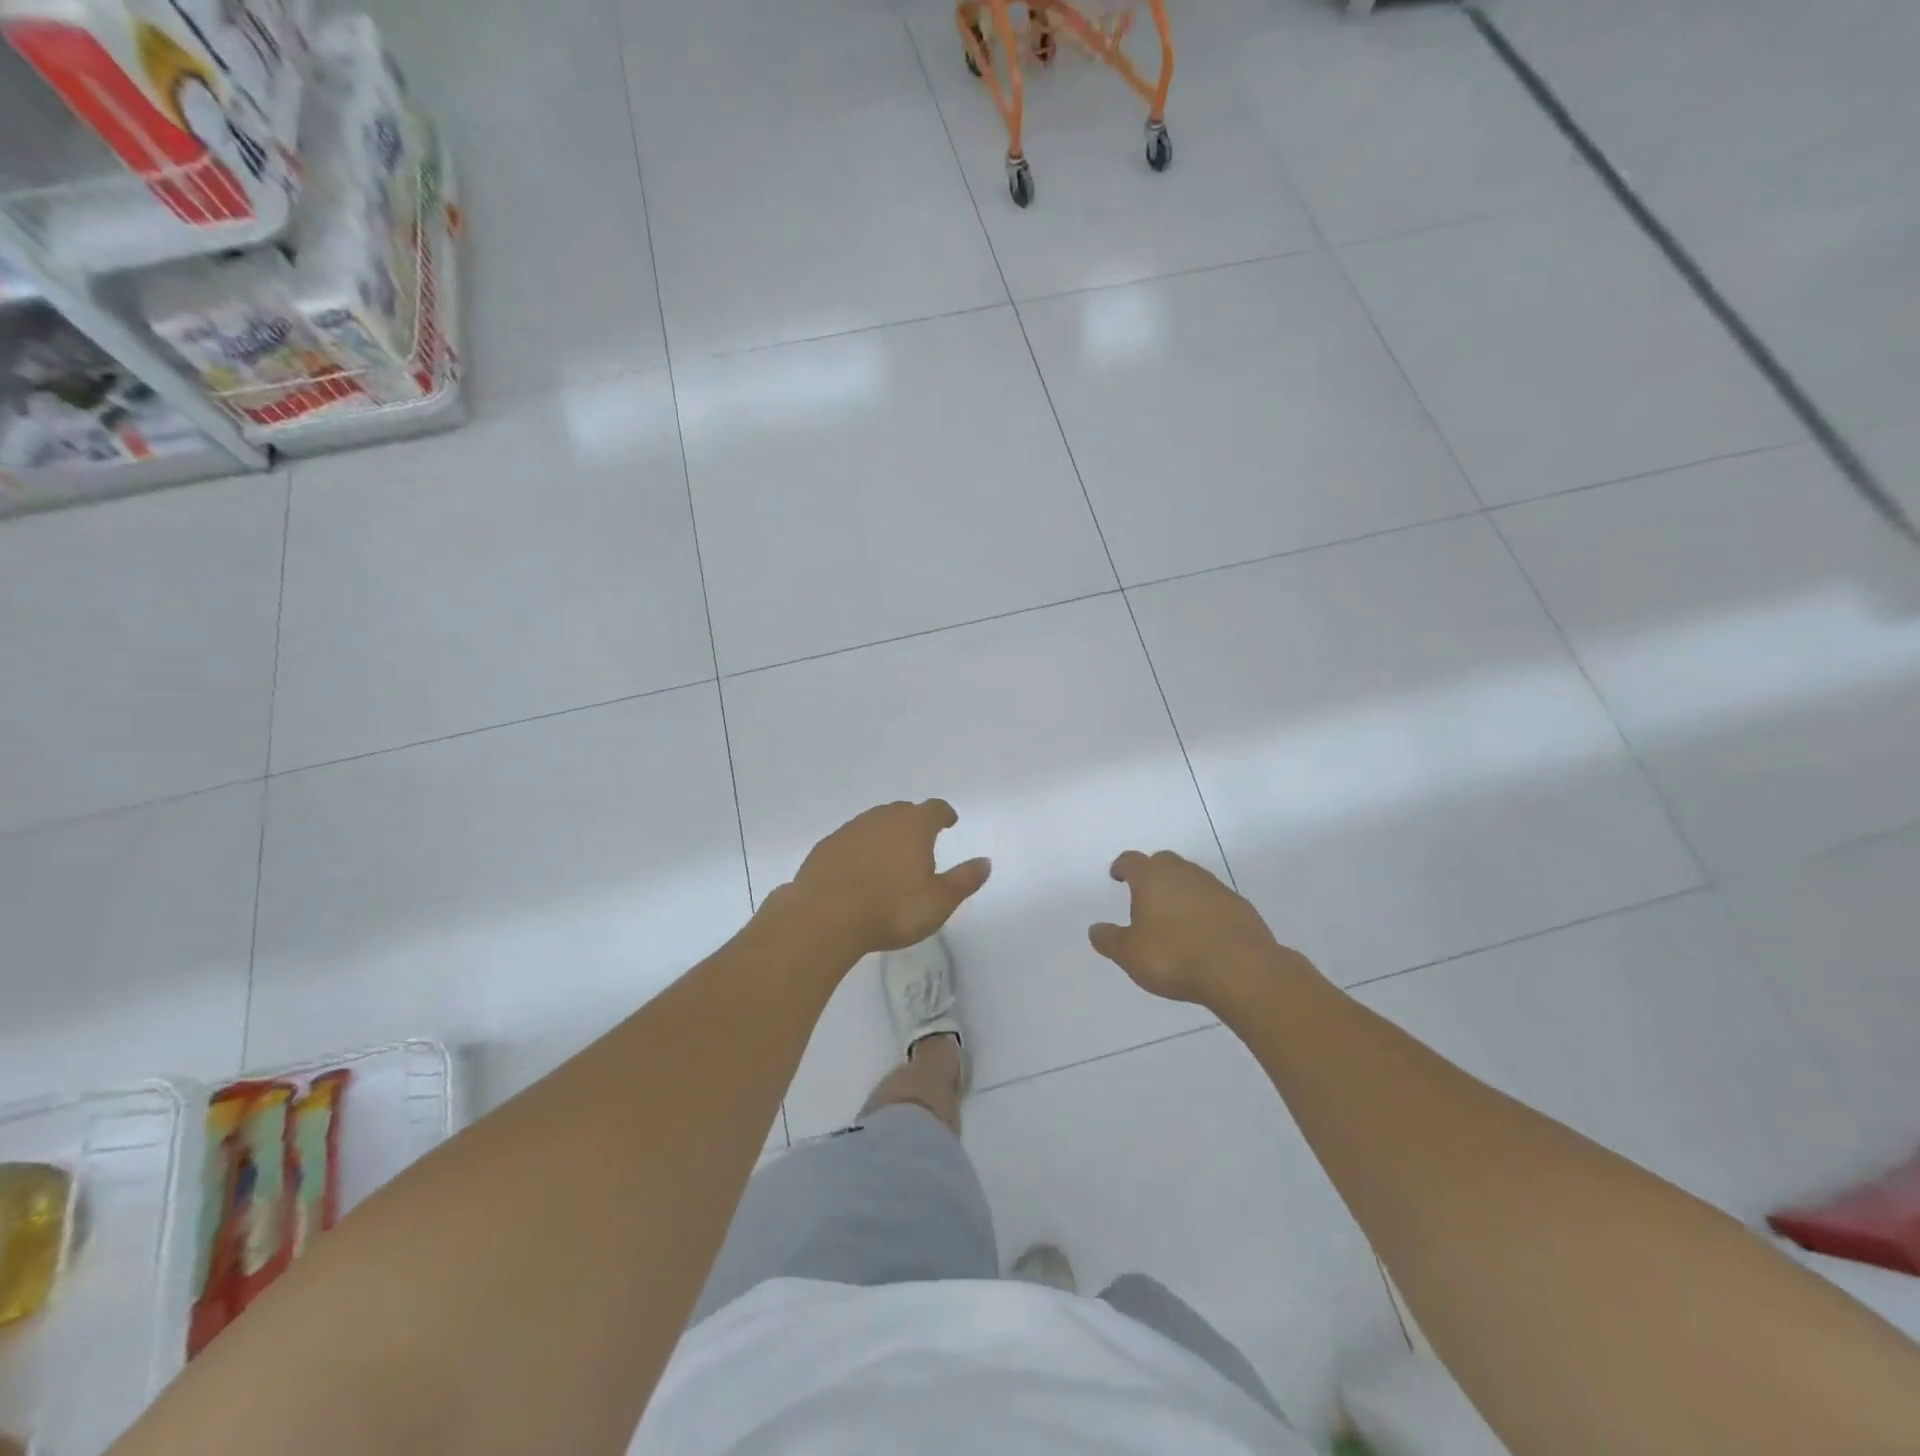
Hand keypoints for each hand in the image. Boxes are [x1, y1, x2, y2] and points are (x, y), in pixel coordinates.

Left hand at [779, 800, 990, 958]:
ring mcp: (850, 830)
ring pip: (874, 824)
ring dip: (885, 835)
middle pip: (903, 812)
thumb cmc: (891, 909)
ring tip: (891, 857)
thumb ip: (964, 879)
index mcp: (913, 826)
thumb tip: (985, 862)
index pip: (934, 809)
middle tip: (921, 841)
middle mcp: (881, 819)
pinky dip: (860, 850)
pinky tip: (859, 871)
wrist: (824, 917)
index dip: (944, 814)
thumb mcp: (939, 901)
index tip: (949, 822)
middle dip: (914, 822)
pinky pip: (850, 841)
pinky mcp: (825, 847)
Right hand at [1088, 850, 1288, 1005]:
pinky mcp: (1239, 905)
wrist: (1242, 970)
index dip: (1122, 867)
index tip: (1117, 876)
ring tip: (1173, 916)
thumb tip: (1095, 929)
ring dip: (1179, 890)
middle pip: (1163, 862)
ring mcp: (1215, 887)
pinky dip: (1203, 908)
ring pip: (1190, 878)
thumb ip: (1109, 940)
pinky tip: (1202, 932)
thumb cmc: (1175, 956)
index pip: (1131, 861)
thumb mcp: (1130, 954)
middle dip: (1151, 874)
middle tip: (1144, 895)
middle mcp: (1183, 873)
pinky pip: (1213, 898)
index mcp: (1152, 877)